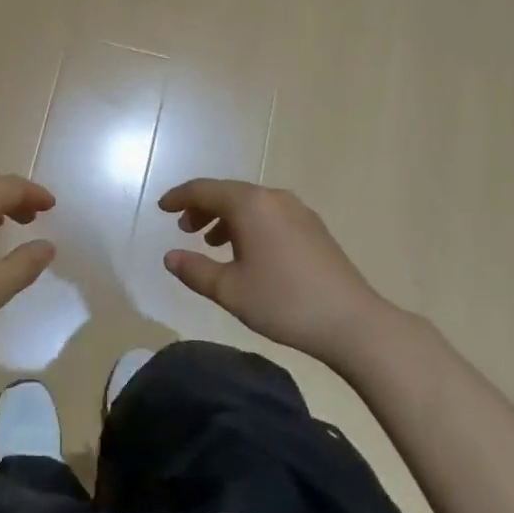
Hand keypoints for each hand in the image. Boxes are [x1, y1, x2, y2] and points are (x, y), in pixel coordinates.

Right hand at [158, 179, 395, 367]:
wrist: (352, 322)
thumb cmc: (283, 302)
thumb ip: (194, 270)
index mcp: (250, 205)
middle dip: (202, 207)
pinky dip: (249, 224)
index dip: (179, 197)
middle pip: (228, 192)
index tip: (161, 208)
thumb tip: (170, 257)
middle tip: (184, 229)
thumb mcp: (229, 290)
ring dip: (225, 217)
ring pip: (250, 203)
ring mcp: (298, 210)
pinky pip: (269, 213)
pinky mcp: (313, 227)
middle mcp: (273, 198)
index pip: (204, 190)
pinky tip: (247, 251)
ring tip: (211, 242)